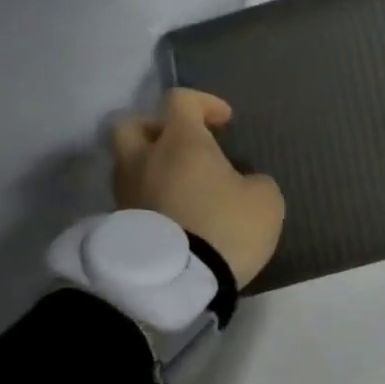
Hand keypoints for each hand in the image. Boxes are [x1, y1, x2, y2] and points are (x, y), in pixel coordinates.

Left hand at [111, 89, 284, 287]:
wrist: (177, 283)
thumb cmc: (225, 227)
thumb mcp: (265, 199)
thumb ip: (253, 181)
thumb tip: (240, 183)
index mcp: (180, 142)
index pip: (180, 100)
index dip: (204, 104)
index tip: (225, 122)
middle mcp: (144, 160)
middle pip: (132, 125)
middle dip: (158, 129)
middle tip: (185, 146)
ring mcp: (126, 194)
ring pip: (129, 165)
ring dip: (153, 167)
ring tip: (183, 187)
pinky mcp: (119, 226)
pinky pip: (134, 199)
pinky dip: (151, 198)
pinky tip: (176, 215)